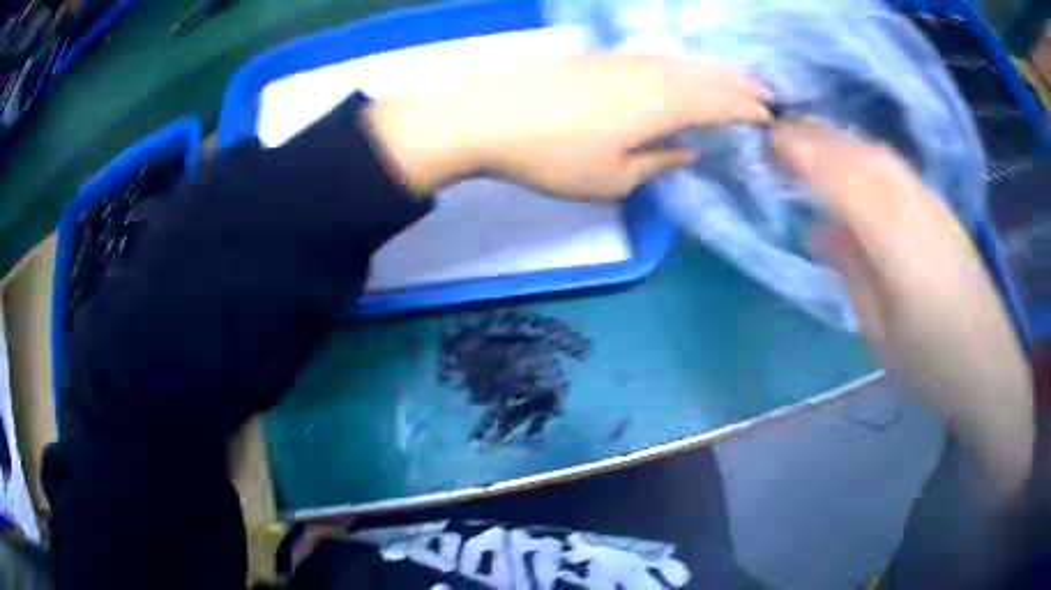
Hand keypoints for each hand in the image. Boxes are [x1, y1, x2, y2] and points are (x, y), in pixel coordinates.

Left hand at [365, 53, 768, 197]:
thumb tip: (689, 151)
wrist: (490, 117)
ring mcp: (623, 61)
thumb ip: (659, 162)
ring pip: (682, 63)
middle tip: (766, 94)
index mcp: (662, 104)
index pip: (718, 103)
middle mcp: (651, 74)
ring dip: (713, 71)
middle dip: (739, 85)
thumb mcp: (614, 179)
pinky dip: (680, 65)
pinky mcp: (601, 58)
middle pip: (706, 76)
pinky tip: (682, 71)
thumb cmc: (555, 157)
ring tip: (736, 79)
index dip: (746, 111)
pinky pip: (656, 58)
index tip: (769, 119)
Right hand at [772, 121, 1033, 502]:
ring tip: (807, 144)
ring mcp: (929, 201)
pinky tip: (854, 164)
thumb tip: (818, 229)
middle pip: (855, 151)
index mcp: (891, 235)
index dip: (798, 152)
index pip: (836, 173)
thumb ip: (850, 271)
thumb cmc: (931, 363)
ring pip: (875, 152)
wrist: (989, 367)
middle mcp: (910, 202)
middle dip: (811, 137)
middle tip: (775, 138)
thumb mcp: (879, 332)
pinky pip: (894, 165)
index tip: (764, 146)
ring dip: (837, 141)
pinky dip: (864, 153)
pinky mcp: (940, 208)